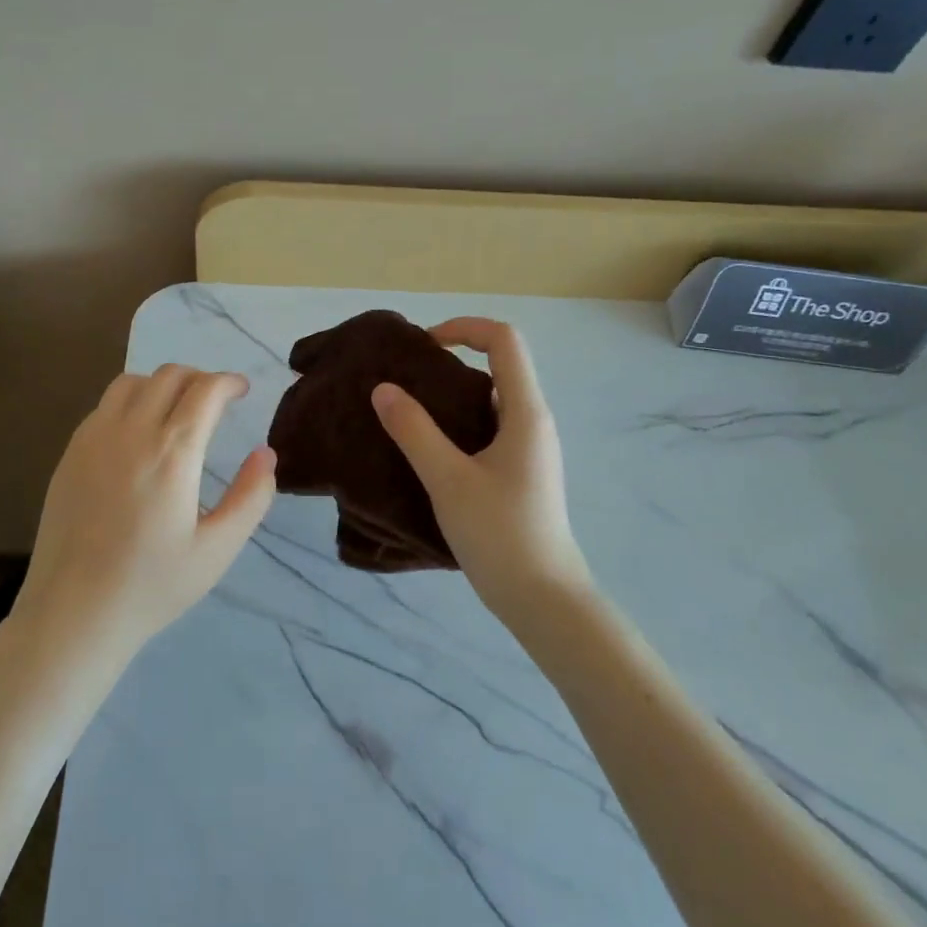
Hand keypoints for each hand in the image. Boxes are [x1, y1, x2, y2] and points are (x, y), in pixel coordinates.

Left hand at [17, 365, 275, 657]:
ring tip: (177, 410)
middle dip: (200, 378)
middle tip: (216, 401)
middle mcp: (131, 432)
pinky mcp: (70, 453)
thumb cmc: (153, 585)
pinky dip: (130, 402)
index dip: (229, 381)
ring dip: (162, 384)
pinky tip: (138, 434)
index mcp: (172, 453)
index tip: (242, 390)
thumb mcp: (218, 549)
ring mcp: (93, 439)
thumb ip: (251, 497)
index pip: (205, 390)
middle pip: (169, 375)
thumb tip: (266, 454)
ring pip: (132, 382)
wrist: (74, 612)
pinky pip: (104, 405)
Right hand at [371, 318, 594, 624]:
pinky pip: (490, 428)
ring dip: (453, 395)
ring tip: (410, 412)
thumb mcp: (448, 480)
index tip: (424, 346)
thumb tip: (383, 389)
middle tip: (407, 379)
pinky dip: (459, 424)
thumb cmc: (500, 534)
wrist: (543, 598)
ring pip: (492, 400)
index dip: (464, 328)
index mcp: (525, 412)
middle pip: (499, 365)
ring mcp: (530, 449)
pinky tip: (429, 449)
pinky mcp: (521, 472)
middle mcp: (533, 422)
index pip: (504, 340)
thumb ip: (414, 431)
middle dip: (451, 361)